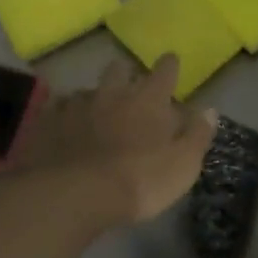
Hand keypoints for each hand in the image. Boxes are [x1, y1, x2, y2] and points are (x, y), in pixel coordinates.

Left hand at [16, 54, 216, 225]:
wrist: (75, 194)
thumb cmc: (140, 181)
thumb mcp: (183, 165)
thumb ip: (197, 135)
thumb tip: (209, 110)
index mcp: (149, 100)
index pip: (165, 71)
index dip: (170, 66)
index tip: (171, 63)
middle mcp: (112, 93)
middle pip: (120, 69)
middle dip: (127, 74)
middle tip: (131, 89)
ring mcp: (76, 105)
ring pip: (88, 90)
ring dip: (95, 98)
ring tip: (96, 114)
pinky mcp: (48, 122)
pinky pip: (58, 110)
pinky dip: (66, 116)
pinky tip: (66, 129)